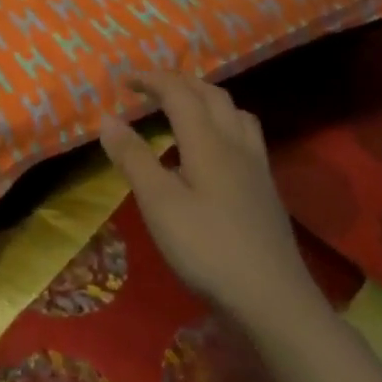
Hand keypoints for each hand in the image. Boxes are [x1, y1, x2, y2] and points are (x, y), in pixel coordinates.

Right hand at [97, 72, 320, 332]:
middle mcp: (236, 146)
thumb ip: (133, 158)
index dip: (152, 80)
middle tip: (151, 88)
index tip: (124, 80)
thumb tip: (108, 118)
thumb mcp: (159, 203)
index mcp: (208, 143)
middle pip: (212, 96)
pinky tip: (212, 152)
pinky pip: (245, 138)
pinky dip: (223, 125)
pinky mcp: (265, 192)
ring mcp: (257, 169)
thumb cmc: (208, 248)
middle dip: (180, 83)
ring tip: (184, 110)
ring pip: (236, 115)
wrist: (274, 301)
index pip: (180, 93)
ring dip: (207, 101)